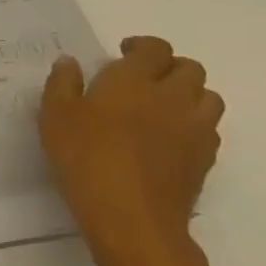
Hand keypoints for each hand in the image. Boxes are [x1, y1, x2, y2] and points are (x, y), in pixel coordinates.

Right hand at [40, 36, 224, 265]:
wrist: (132, 218)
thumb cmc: (86, 158)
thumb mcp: (55, 116)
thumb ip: (62, 84)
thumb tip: (69, 63)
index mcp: (134, 79)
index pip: (155, 48)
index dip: (142, 47)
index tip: (123, 54)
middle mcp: (172, 97)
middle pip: (190, 69)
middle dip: (169, 68)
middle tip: (144, 80)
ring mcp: (194, 130)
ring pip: (208, 97)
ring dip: (189, 95)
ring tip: (163, 107)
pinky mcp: (205, 160)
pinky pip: (210, 130)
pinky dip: (194, 125)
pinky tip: (170, 139)